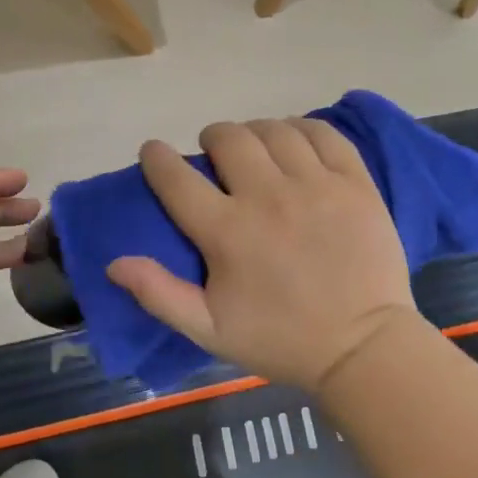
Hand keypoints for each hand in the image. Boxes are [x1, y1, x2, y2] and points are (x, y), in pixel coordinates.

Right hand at [106, 119, 419, 391]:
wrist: (363, 348)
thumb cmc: (281, 340)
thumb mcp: (210, 331)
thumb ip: (159, 294)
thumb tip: (114, 261)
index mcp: (228, 232)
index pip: (177, 177)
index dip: (157, 158)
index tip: (154, 152)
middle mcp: (268, 196)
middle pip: (229, 138)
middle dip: (212, 138)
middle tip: (215, 155)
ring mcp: (316, 184)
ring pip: (274, 130)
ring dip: (255, 132)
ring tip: (255, 148)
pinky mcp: (354, 182)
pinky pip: (323, 135)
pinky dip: (302, 129)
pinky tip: (296, 142)